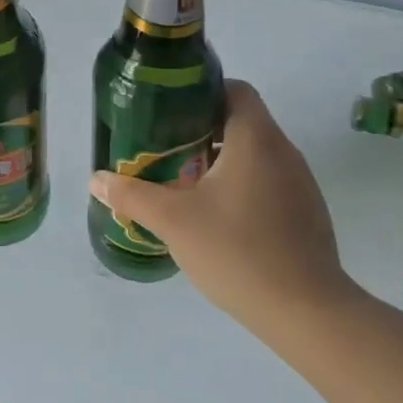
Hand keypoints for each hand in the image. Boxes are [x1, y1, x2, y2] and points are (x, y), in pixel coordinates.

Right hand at [89, 81, 357, 333]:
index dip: (201, 92)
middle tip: (163, 149)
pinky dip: (240, 185)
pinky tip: (216, 217)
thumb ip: (131, 195)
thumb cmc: (237, 252)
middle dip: (200, 131)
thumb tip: (96, 180)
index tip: (169, 112)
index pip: (235, 89)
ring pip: (254, 154)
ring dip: (219, 160)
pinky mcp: (306, 213)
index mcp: (256, 140)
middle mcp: (284, 152)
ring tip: (183, 183)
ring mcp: (300, 184)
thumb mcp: (173, 221)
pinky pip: (268, 182)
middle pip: (241, 121)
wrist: (306, 313)